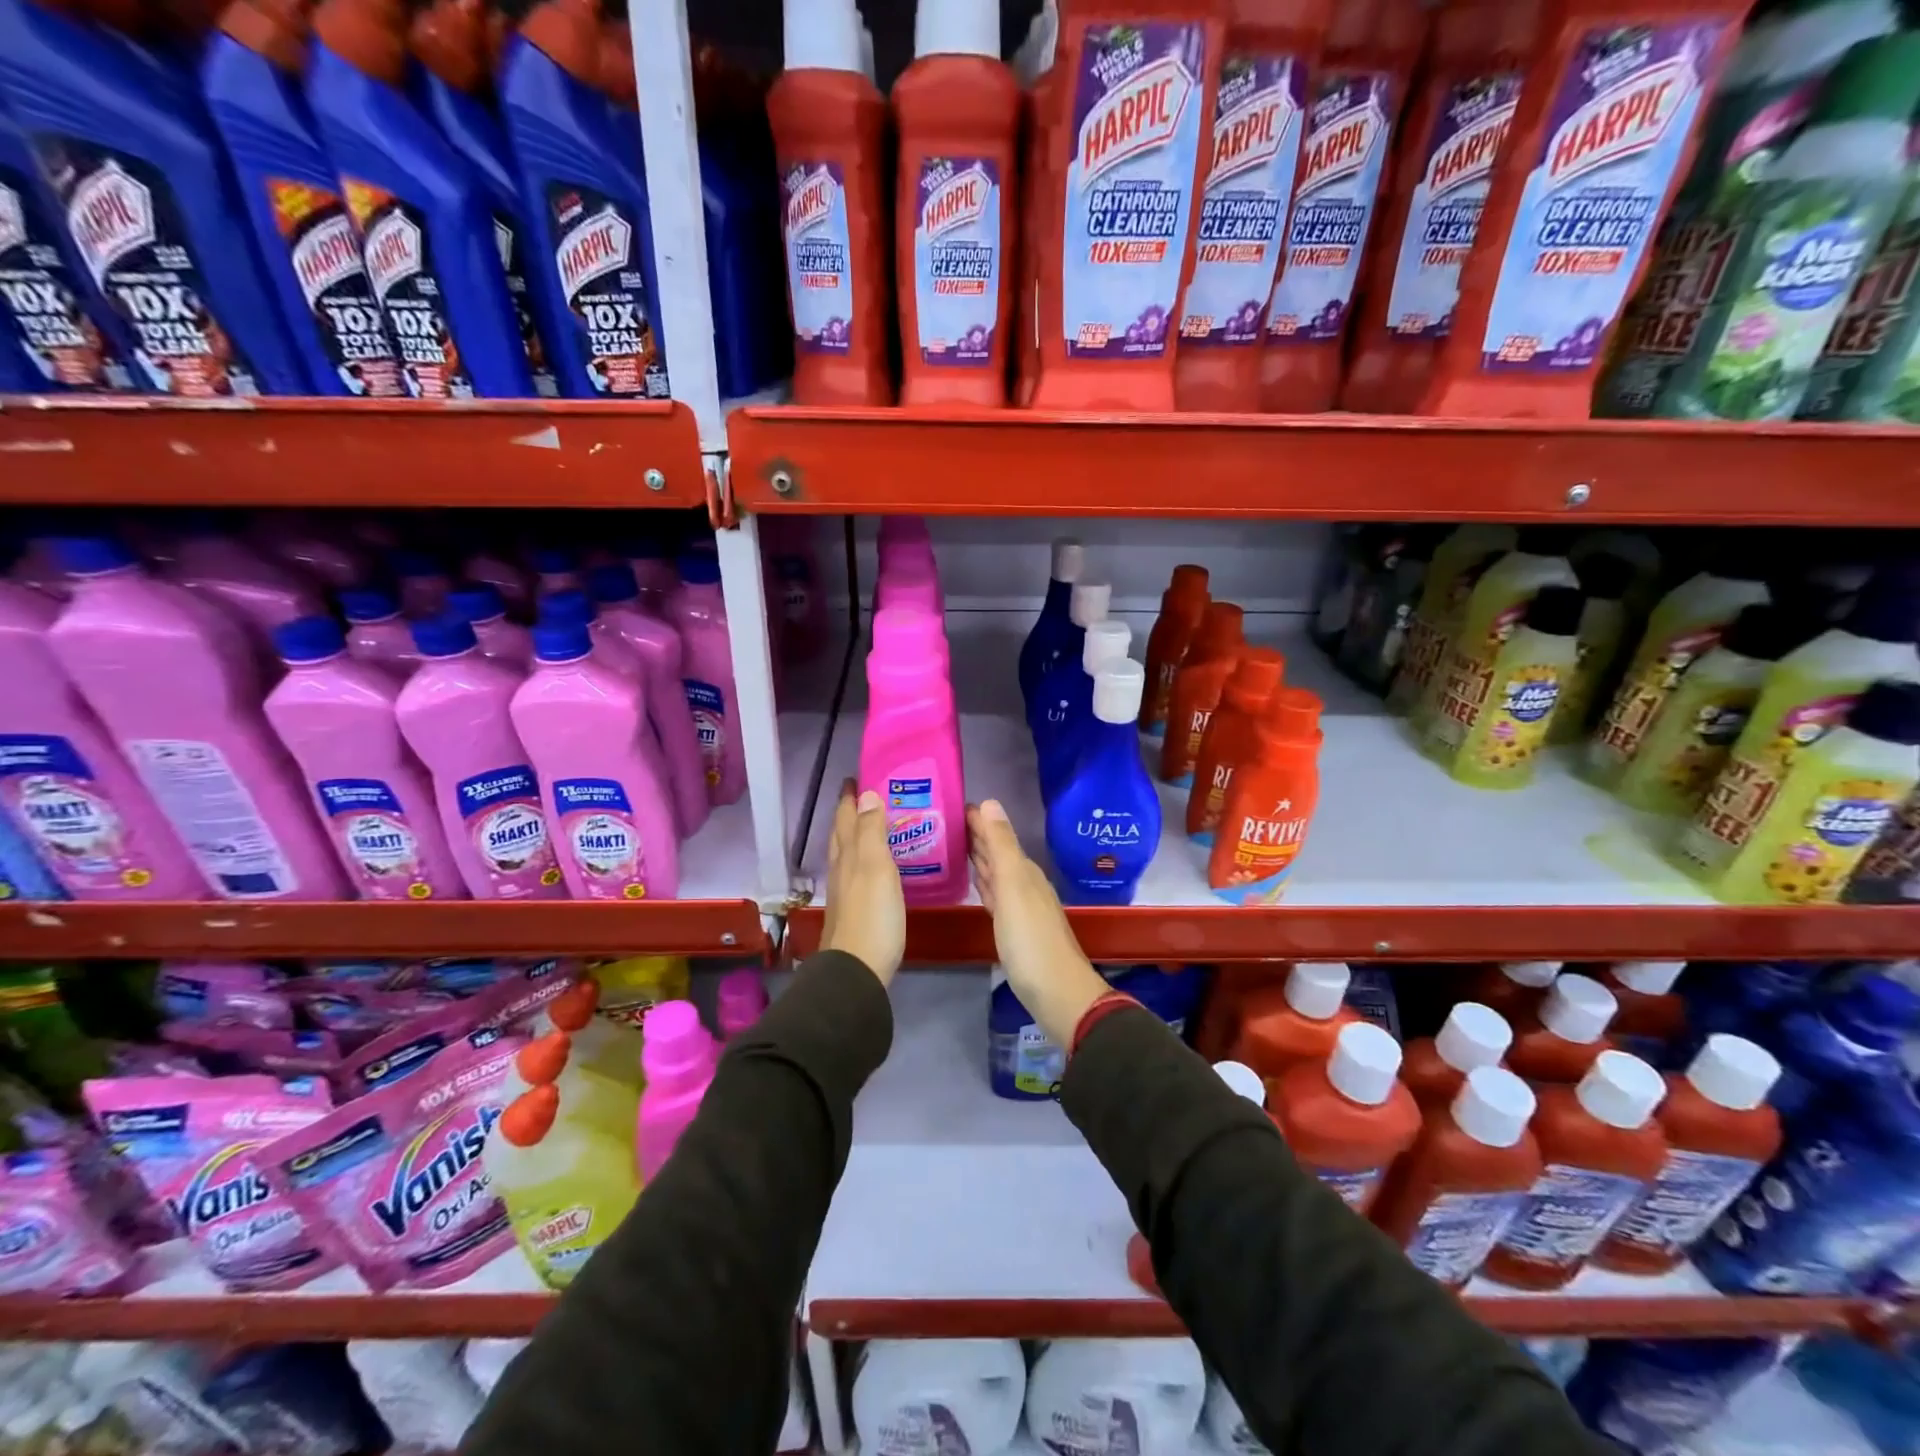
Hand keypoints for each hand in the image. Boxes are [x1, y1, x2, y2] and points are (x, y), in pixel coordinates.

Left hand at [821, 780, 904, 985]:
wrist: (857, 971)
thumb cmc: (872, 916)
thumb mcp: (875, 867)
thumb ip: (872, 831)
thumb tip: (867, 794)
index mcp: (847, 855)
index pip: (846, 818)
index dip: (849, 798)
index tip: (855, 778)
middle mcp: (841, 870)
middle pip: (841, 834)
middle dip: (849, 813)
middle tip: (863, 796)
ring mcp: (845, 893)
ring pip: (846, 854)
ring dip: (854, 835)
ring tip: (871, 825)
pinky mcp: (854, 912)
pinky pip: (856, 874)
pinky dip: (863, 860)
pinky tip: (874, 868)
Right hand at [966, 800, 1108, 1046]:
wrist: (1057, 993)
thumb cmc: (1031, 939)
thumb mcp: (1013, 887)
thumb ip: (1001, 846)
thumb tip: (990, 802)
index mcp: (1023, 871)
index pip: (997, 835)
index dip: (978, 820)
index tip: (952, 805)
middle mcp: (1023, 884)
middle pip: (997, 852)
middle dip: (975, 835)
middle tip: (945, 821)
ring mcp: (1019, 907)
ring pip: (995, 873)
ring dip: (978, 858)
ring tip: (953, 845)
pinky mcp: (1012, 929)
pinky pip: (994, 895)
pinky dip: (983, 883)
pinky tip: (975, 883)